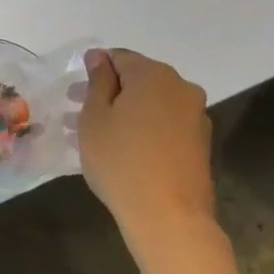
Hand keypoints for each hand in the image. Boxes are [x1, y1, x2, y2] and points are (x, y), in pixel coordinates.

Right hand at [75, 49, 216, 250]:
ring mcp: (195, 116)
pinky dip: (140, 127)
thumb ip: (97, 81)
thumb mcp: (95, 116)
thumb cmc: (121, 159)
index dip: (94, 69)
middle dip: (107, 91)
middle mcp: (181, 88)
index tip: (75, 92)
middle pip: (137, 80)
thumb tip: (100, 57)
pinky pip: (162, 123)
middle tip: (76, 111)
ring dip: (122, 111)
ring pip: (149, 103)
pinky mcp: (199, 143)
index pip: (119, 57)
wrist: (169, 216)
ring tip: (92, 134)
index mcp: (154, 75)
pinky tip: (118, 147)